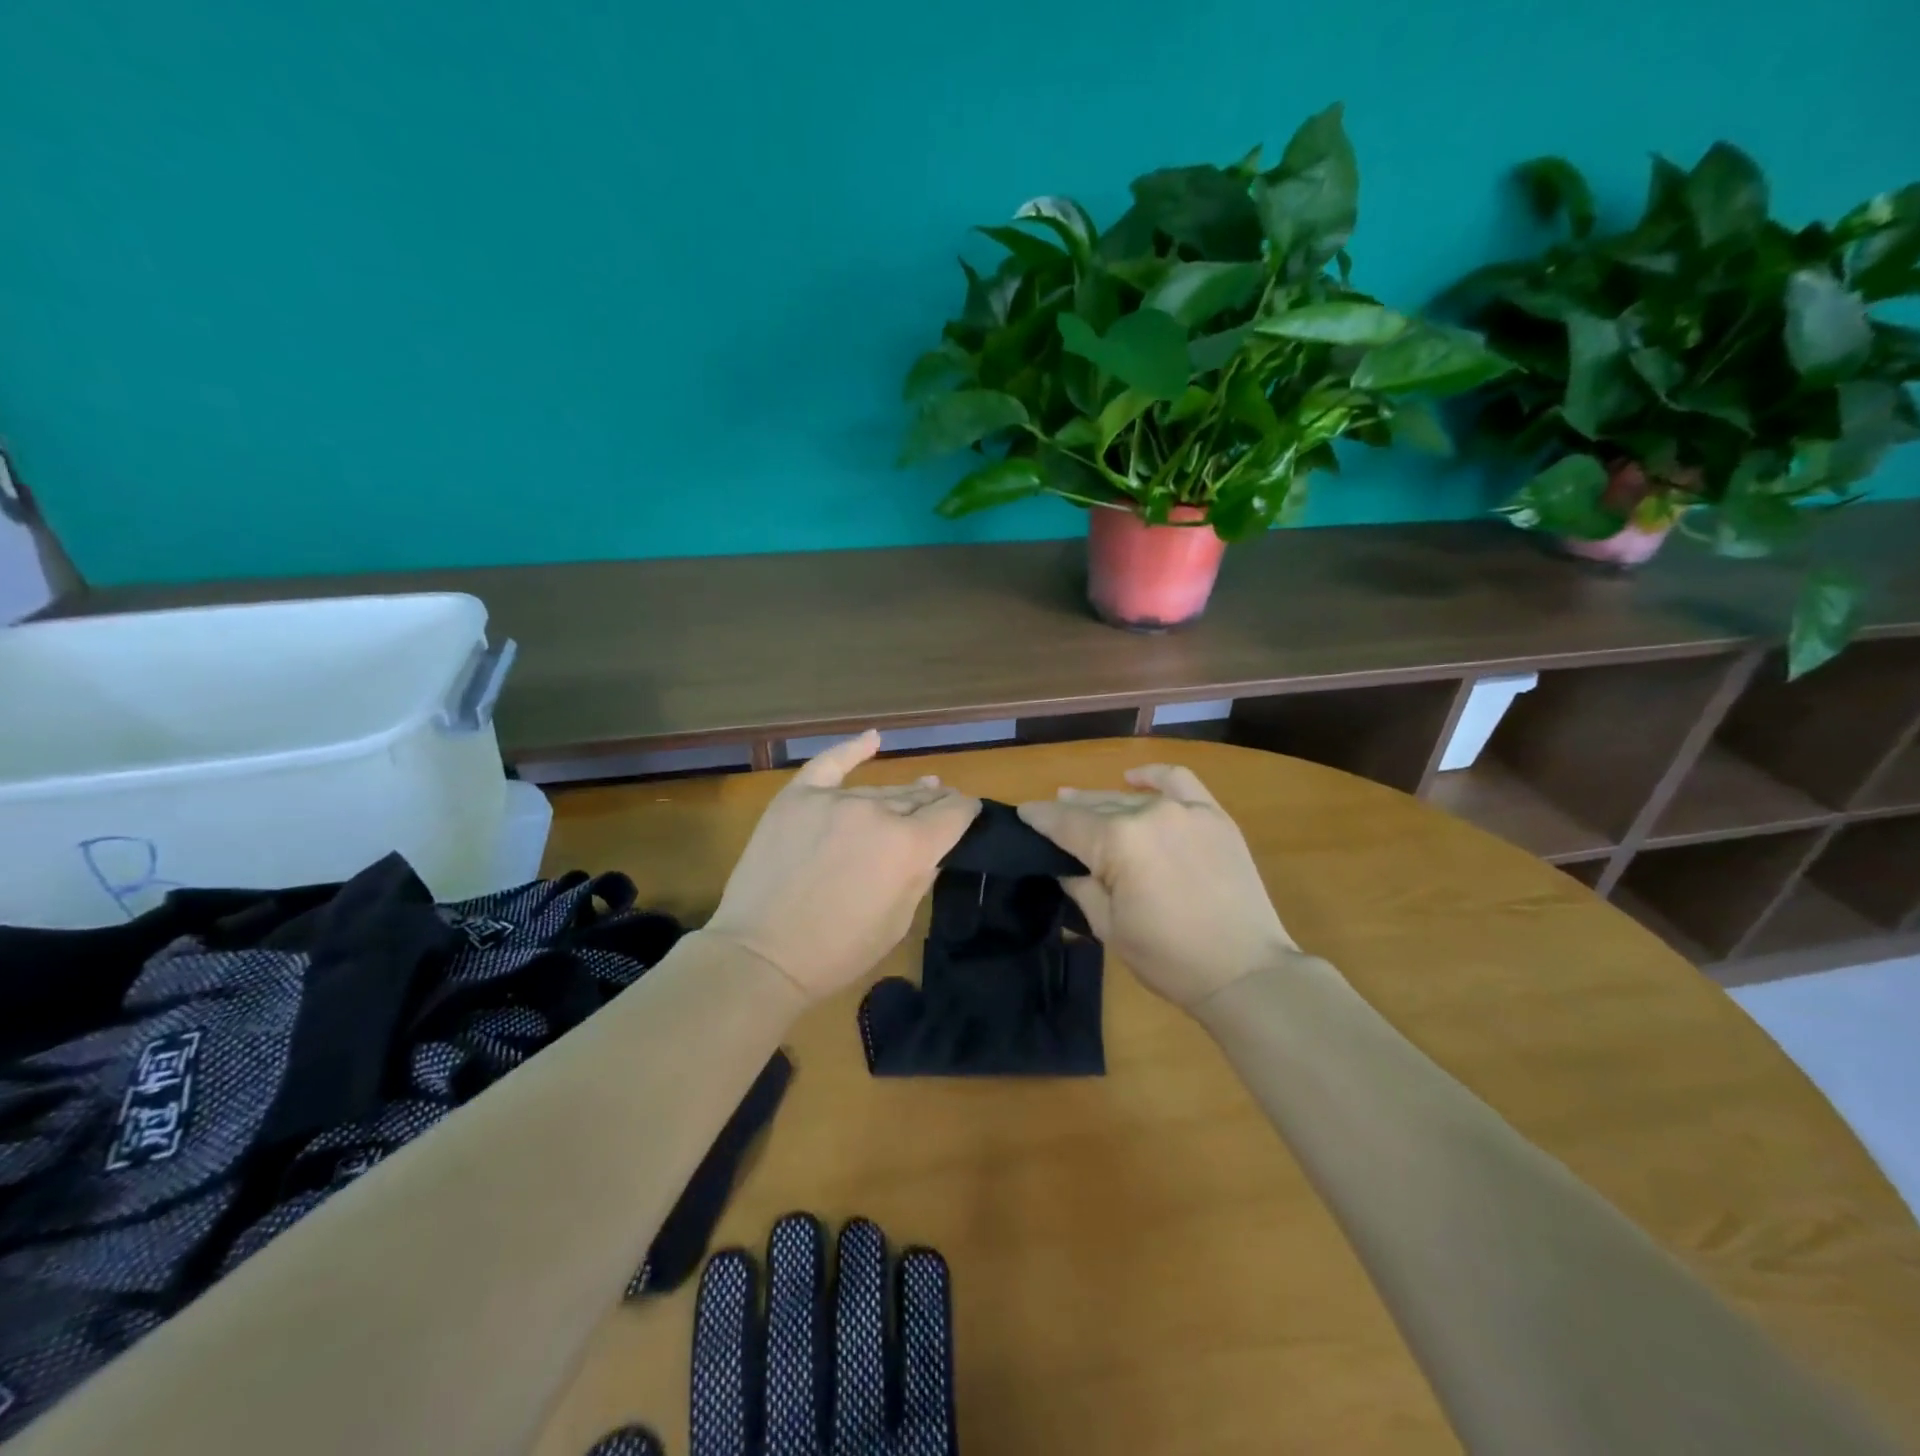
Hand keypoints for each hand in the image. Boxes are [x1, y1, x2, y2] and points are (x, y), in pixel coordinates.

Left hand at [703, 731, 980, 1001]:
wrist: (761, 954)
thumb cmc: (838, 951)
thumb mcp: (898, 922)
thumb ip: (920, 875)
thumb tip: (932, 847)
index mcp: (910, 846)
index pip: (953, 812)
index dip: (966, 811)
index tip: (968, 814)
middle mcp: (877, 812)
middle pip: (917, 798)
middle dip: (935, 801)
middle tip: (942, 805)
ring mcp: (834, 800)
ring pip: (878, 790)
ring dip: (900, 794)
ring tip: (918, 788)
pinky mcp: (797, 797)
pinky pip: (830, 764)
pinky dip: (852, 749)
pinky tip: (873, 739)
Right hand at [1018, 764, 1296, 1009]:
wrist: (1245, 972)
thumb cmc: (1168, 958)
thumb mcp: (1108, 927)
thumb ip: (1081, 886)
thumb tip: (1066, 864)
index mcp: (1116, 843)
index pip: (1065, 823)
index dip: (1039, 817)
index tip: (1022, 813)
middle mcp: (1147, 814)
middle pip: (1096, 806)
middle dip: (1069, 810)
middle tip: (1050, 817)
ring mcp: (1184, 810)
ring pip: (1131, 797)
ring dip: (1103, 799)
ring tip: (1082, 801)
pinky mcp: (1214, 816)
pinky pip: (1179, 781)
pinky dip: (1153, 777)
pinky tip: (1135, 779)